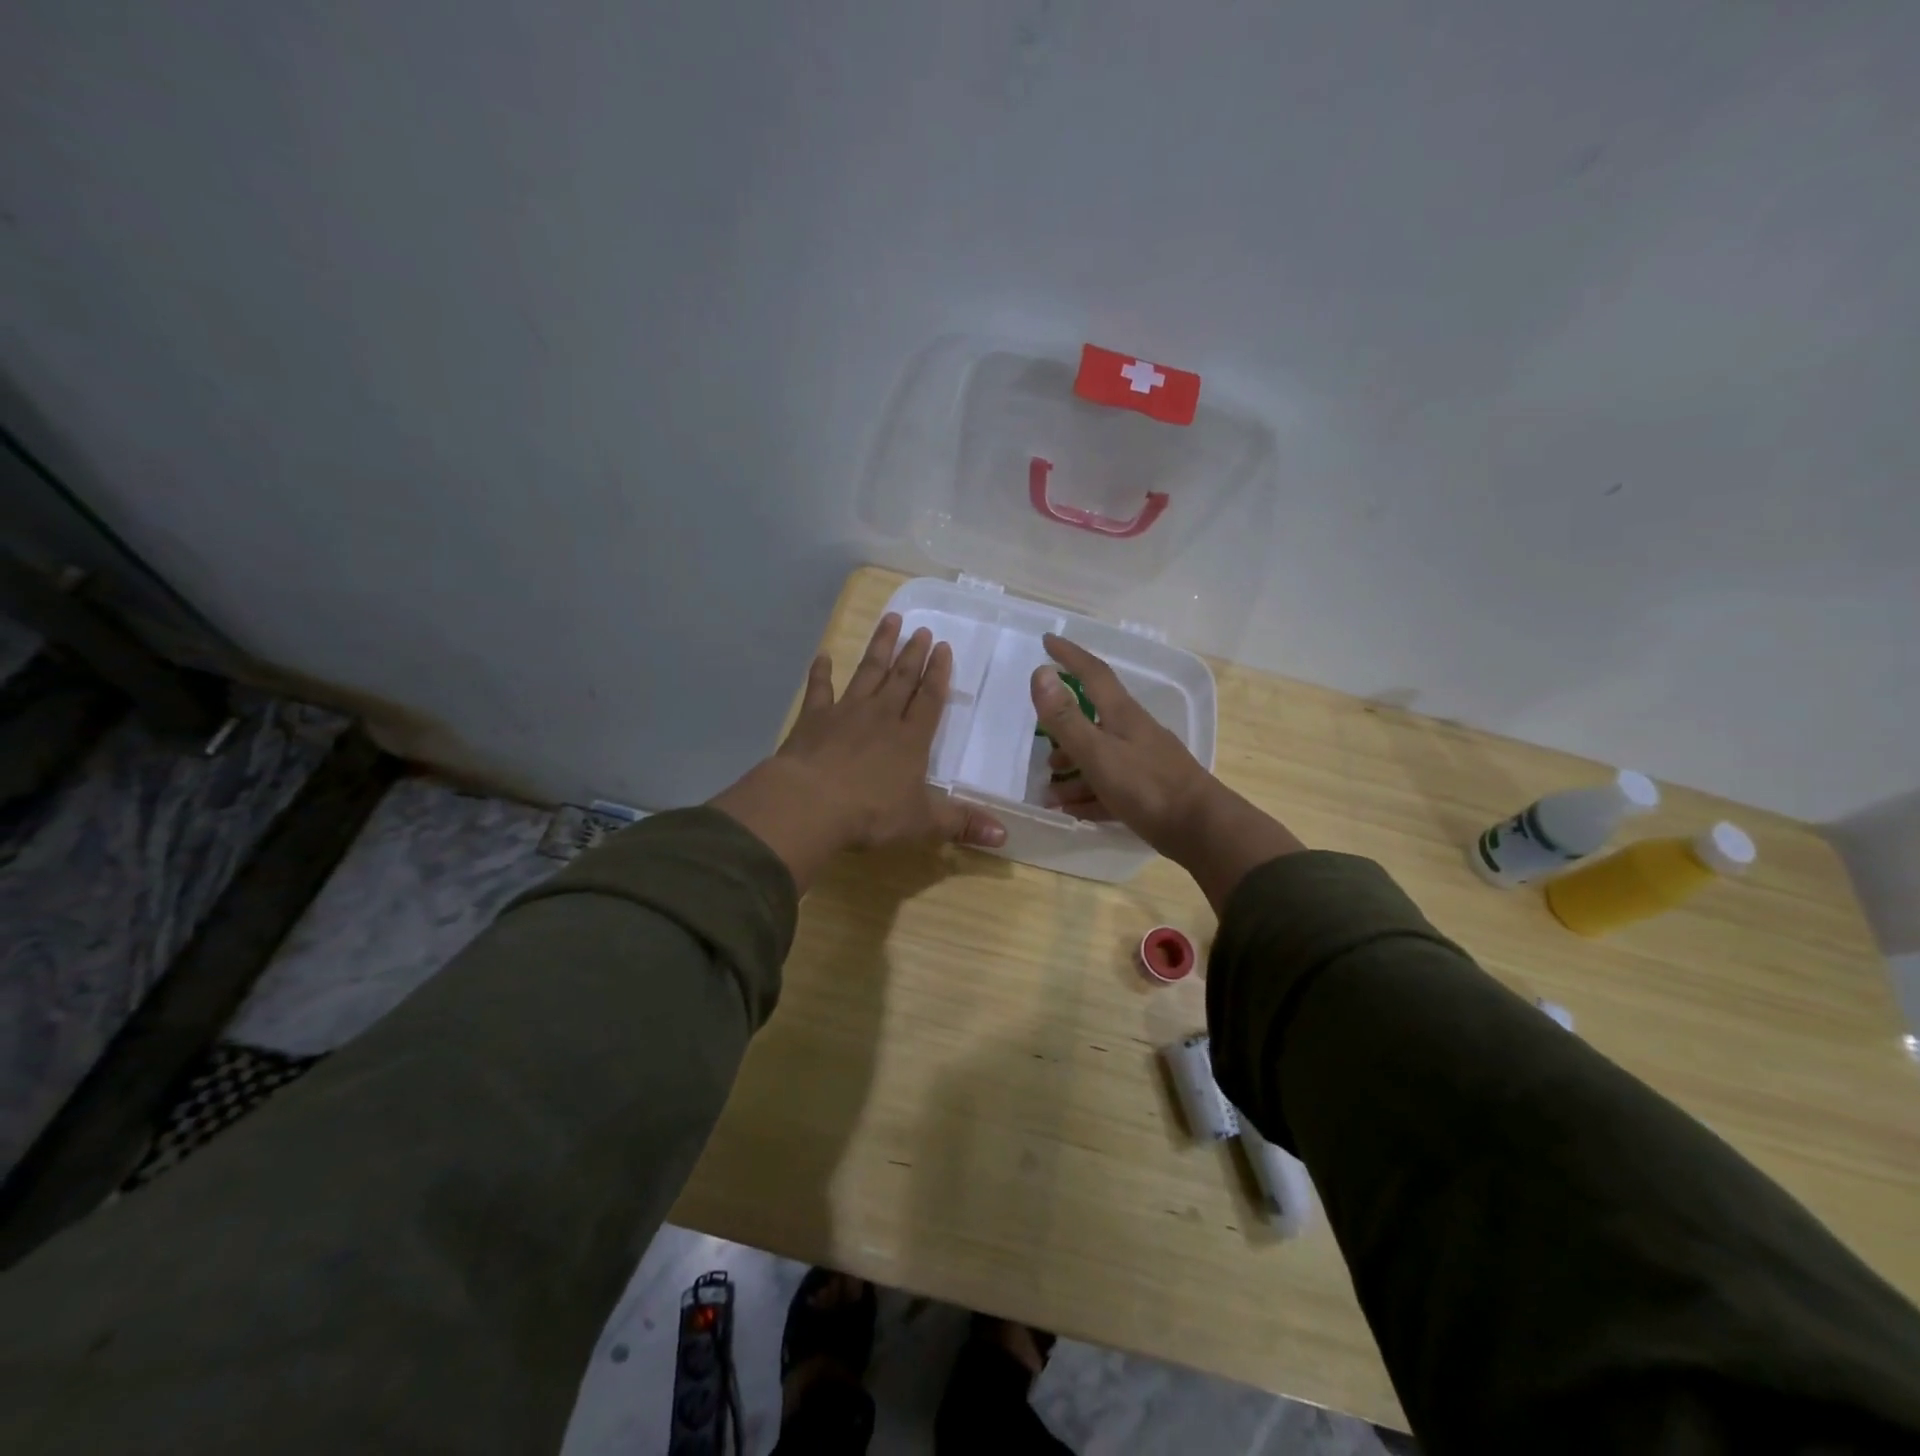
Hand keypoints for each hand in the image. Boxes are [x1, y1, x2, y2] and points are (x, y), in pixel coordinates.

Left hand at [711, 614, 1006, 889]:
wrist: (810, 804)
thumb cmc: (871, 813)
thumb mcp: (922, 823)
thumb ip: (961, 824)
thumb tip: (1005, 836)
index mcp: (911, 739)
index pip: (929, 699)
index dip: (938, 674)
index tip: (944, 647)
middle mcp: (881, 717)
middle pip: (901, 679)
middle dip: (913, 653)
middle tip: (922, 629)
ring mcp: (845, 713)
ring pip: (867, 672)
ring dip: (879, 647)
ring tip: (890, 620)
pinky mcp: (813, 719)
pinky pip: (819, 689)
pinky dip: (821, 672)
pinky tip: (823, 655)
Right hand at [1031, 635, 1302, 909]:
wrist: (1202, 830)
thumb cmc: (1146, 787)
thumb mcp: (1098, 752)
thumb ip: (1066, 718)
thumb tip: (1041, 672)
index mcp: (1123, 715)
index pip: (1093, 674)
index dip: (1070, 656)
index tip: (1048, 640)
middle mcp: (1134, 733)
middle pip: (1094, 721)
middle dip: (1064, 729)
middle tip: (1041, 743)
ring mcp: (1144, 763)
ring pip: (1100, 758)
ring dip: (1073, 771)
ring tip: (1049, 792)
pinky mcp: (1150, 793)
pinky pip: (1110, 788)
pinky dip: (1088, 796)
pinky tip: (1073, 811)